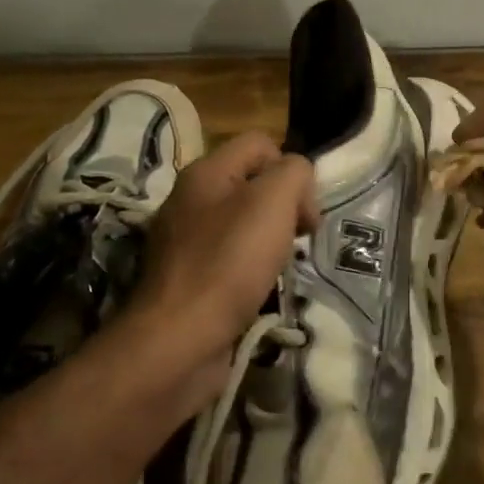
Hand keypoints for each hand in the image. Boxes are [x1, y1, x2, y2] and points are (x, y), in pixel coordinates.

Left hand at [118, 132, 316, 407]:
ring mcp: (186, 241)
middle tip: (298, 238)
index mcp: (205, 172)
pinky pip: (231, 259)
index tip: (304, 210)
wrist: (180, 339)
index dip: (292, 168)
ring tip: (282, 267)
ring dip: (271, 241)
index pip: (260, 143)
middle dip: (285, 207)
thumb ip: (294, 173)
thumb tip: (297, 180)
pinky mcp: (189, 278)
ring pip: (244, 223)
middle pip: (253, 184)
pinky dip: (252, 269)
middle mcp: (190, 200)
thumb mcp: (273, 202)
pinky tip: (260, 289)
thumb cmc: (229, 263)